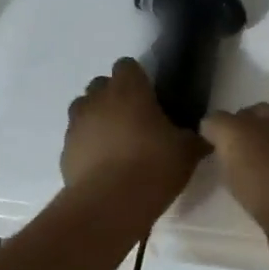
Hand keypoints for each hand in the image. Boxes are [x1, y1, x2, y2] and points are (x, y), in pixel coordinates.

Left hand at [62, 59, 203, 207]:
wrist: (111, 203)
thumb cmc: (154, 166)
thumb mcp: (187, 151)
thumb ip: (193, 137)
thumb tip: (204, 136)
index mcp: (128, 90)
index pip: (127, 66)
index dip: (138, 79)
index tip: (151, 98)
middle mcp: (97, 100)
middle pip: (101, 85)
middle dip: (115, 98)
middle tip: (135, 121)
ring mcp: (76, 125)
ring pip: (84, 110)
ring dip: (98, 120)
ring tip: (117, 144)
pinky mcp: (65, 151)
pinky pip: (77, 139)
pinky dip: (88, 147)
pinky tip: (105, 167)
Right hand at [200, 104, 268, 268]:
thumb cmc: (266, 170)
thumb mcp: (231, 135)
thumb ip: (217, 123)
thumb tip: (211, 126)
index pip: (254, 110)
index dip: (231, 121)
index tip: (212, 140)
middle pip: (266, 136)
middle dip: (244, 146)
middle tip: (221, 162)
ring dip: (256, 170)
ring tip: (235, 184)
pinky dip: (266, 192)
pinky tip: (255, 202)